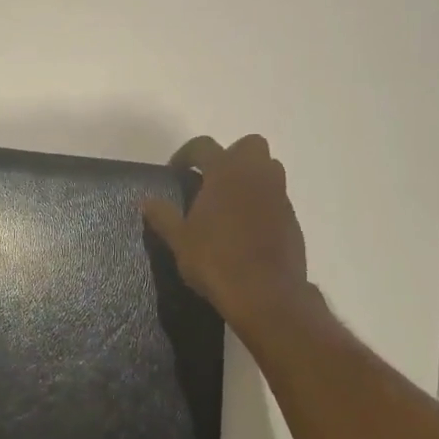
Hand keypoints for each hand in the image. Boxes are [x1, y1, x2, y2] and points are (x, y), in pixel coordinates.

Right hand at [140, 134, 308, 325]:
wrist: (266, 293)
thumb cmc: (216, 260)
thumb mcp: (179, 240)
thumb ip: (163, 216)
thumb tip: (146, 201)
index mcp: (225, 172)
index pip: (203, 146)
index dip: (186, 154)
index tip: (175, 171)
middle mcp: (256, 175)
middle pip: (249, 145)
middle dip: (230, 155)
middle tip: (211, 180)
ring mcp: (279, 195)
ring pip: (268, 168)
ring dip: (249, 176)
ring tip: (229, 202)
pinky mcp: (292, 218)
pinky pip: (276, 197)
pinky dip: (261, 202)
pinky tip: (245, 227)